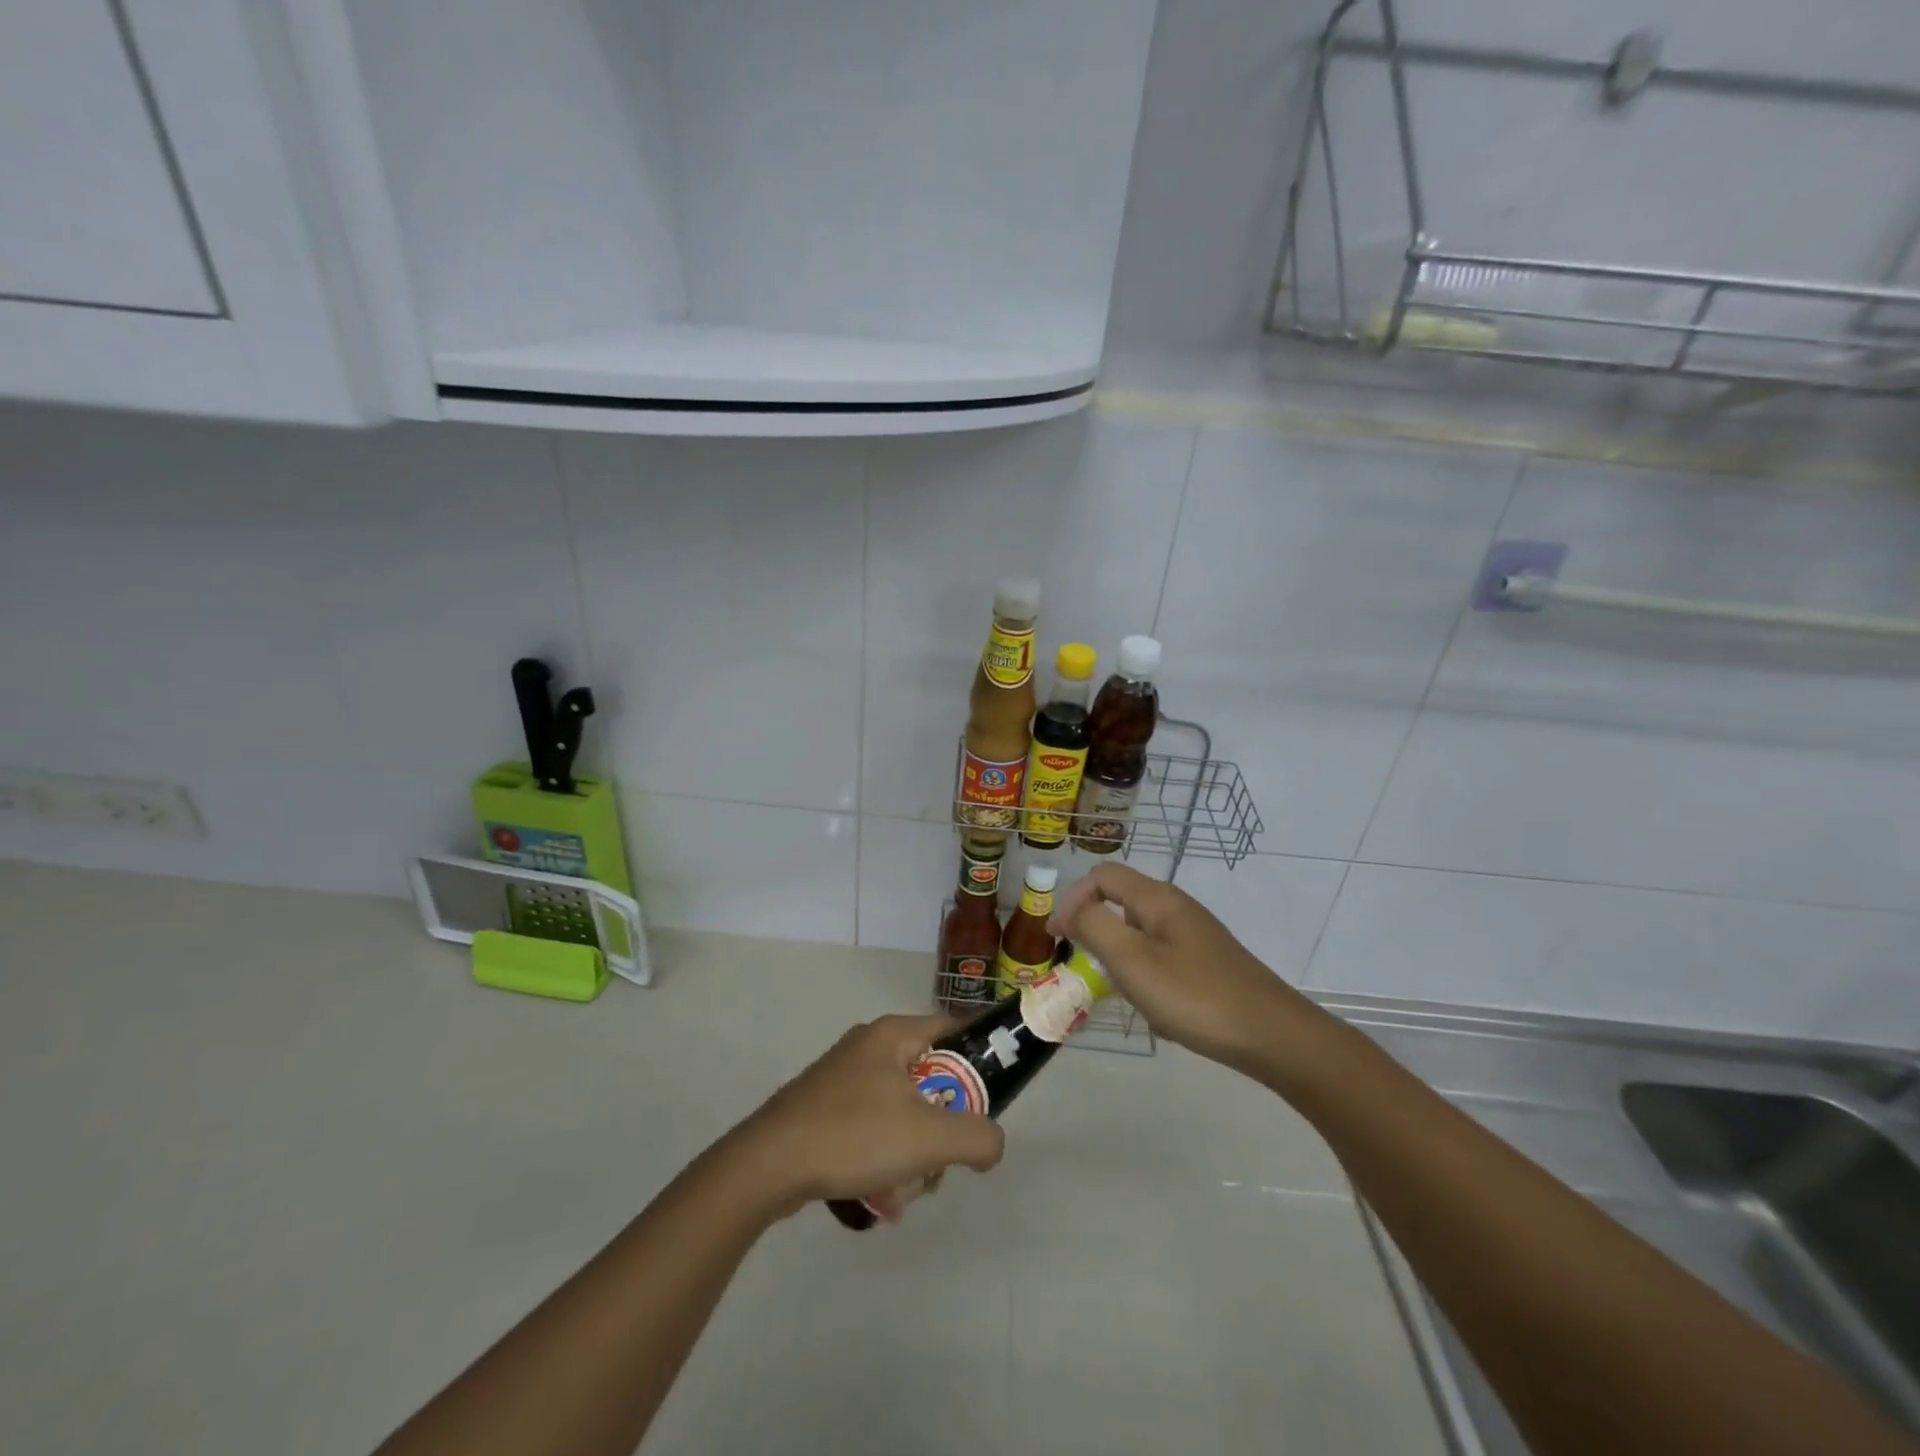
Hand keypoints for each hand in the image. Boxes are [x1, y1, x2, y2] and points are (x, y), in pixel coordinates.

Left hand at [728, 1014, 1004, 1216]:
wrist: (767, 1166)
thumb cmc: (853, 1135)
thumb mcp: (928, 1137)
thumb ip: (977, 1137)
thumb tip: (993, 1144)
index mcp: (893, 1034)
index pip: (954, 1028)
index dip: (981, 1055)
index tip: (995, 1092)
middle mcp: (868, 1046)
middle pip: (929, 1074)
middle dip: (945, 1119)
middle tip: (948, 1153)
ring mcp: (842, 1077)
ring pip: (900, 1106)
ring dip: (914, 1147)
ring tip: (911, 1186)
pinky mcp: (823, 1108)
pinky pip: (871, 1126)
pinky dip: (883, 1157)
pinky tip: (880, 1198)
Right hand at [1051, 863, 1322, 1079]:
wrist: (1272, 1035)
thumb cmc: (1194, 995)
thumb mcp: (1132, 960)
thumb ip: (1094, 926)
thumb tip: (1073, 909)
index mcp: (1157, 898)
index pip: (1102, 876)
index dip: (1073, 898)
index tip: (1056, 938)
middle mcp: (1177, 907)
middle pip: (1121, 901)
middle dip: (1095, 929)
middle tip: (1085, 966)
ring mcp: (1196, 934)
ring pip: (1141, 932)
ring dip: (1120, 956)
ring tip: (1122, 993)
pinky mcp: (1209, 961)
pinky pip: (1162, 957)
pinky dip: (1147, 975)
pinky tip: (1157, 1010)